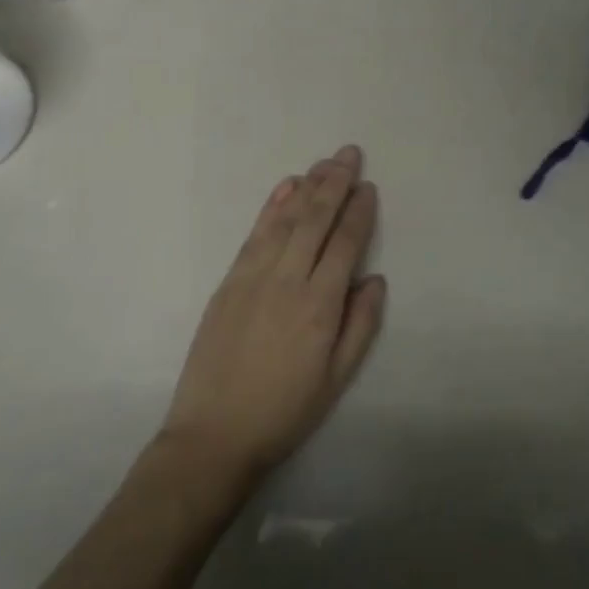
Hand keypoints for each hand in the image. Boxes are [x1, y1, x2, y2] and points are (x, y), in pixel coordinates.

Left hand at [160, 145, 386, 485]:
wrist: (214, 434)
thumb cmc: (284, 412)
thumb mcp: (336, 380)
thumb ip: (360, 326)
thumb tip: (375, 279)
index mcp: (320, 307)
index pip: (345, 244)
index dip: (359, 212)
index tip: (369, 187)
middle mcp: (288, 281)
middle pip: (315, 220)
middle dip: (335, 183)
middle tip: (350, 153)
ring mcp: (253, 277)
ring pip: (285, 219)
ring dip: (307, 186)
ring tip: (325, 163)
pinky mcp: (229, 281)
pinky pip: (255, 233)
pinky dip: (272, 206)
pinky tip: (286, 187)